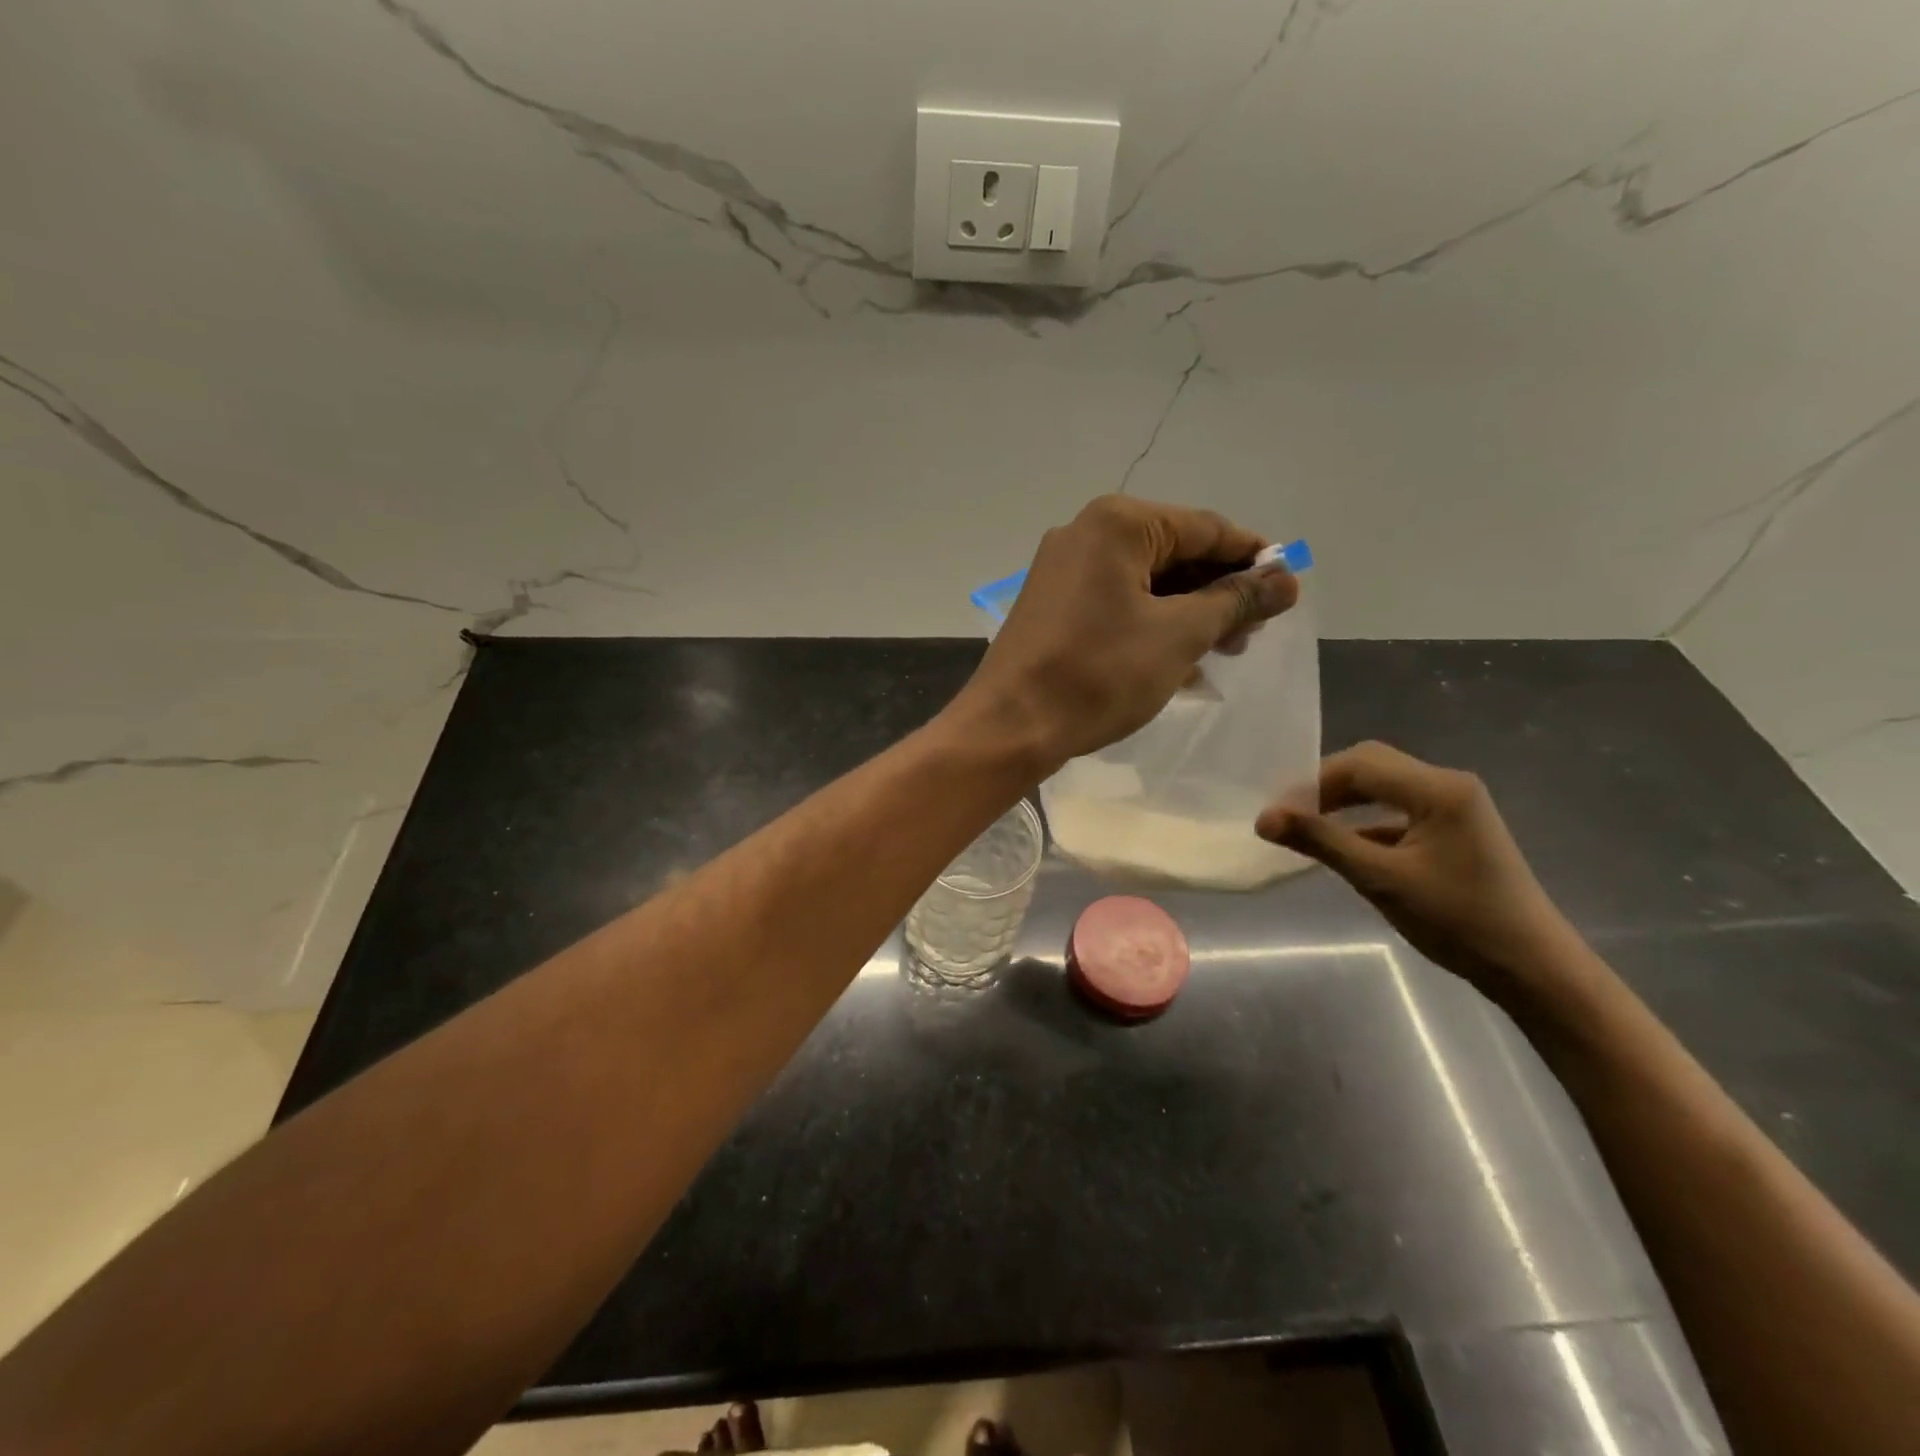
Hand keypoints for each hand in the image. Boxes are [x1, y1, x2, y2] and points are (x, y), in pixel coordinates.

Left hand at [955, 495, 1298, 769]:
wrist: (1010, 726)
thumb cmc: (1098, 674)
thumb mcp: (1179, 635)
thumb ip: (1235, 600)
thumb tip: (1286, 578)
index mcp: (1118, 524)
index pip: (1205, 528)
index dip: (1252, 558)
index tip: (1288, 590)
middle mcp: (1086, 534)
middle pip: (1174, 553)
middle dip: (1218, 592)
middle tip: (1254, 632)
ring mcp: (1063, 571)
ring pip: (1145, 583)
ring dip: (1188, 614)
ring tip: (1225, 650)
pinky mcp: (1053, 606)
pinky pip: (1117, 604)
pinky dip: (1152, 626)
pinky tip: (1181, 661)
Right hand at [1256, 741, 1584, 1000]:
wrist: (1532, 968)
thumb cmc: (1458, 920)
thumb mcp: (1380, 879)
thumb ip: (1321, 841)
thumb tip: (1264, 819)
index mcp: (1438, 789)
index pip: (1358, 765)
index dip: (1310, 783)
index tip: (1275, 814)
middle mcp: (1448, 785)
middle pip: (1371, 766)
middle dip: (1324, 787)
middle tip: (1288, 817)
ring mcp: (1455, 806)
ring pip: (1383, 787)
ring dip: (1343, 802)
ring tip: (1306, 828)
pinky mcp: (1454, 829)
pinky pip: (1398, 810)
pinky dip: (1365, 821)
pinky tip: (1343, 845)